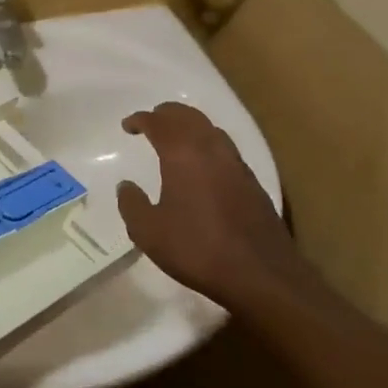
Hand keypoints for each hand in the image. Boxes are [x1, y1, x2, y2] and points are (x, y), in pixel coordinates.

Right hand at [117, 102, 312, 313]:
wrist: (261, 273)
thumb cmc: (198, 249)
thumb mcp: (149, 232)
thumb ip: (132, 204)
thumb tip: (126, 186)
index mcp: (182, 153)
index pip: (158, 122)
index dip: (140, 119)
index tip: (128, 126)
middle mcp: (210, 148)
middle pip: (187, 115)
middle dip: (166, 114)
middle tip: (151, 122)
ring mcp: (235, 162)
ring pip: (209, 128)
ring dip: (189, 125)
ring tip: (176, 138)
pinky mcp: (251, 180)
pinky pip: (224, 147)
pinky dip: (207, 143)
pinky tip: (203, 164)